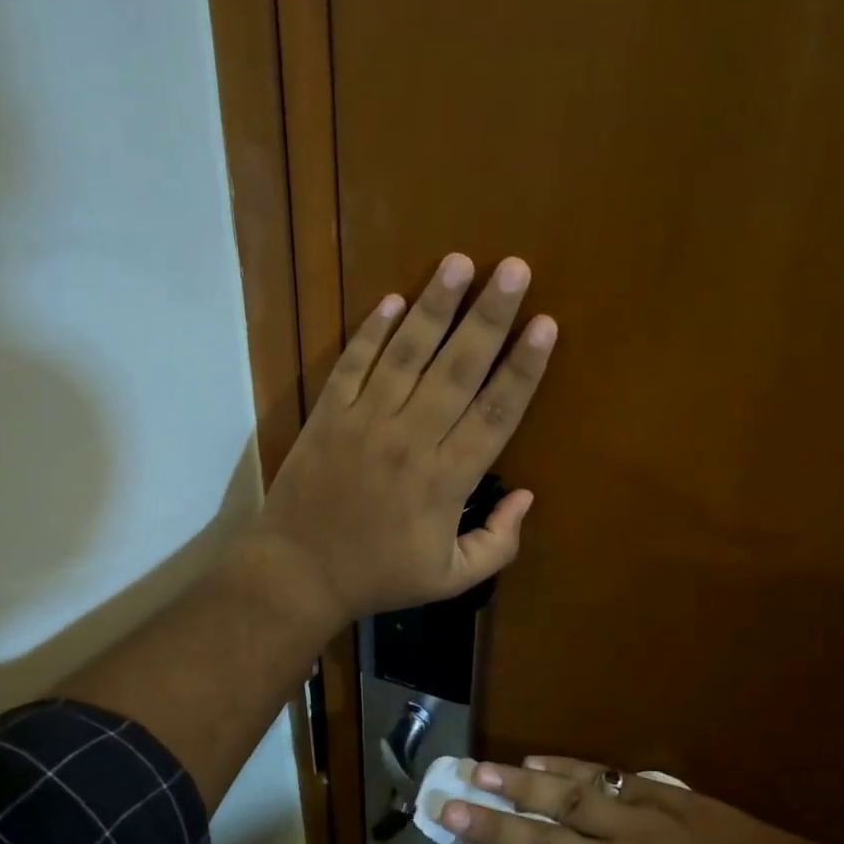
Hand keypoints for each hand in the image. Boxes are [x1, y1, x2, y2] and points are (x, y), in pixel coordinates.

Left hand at [252, 253, 556, 622]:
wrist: (298, 573)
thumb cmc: (378, 576)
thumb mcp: (450, 579)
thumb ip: (498, 543)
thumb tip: (527, 497)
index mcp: (447, 479)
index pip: (495, 412)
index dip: (524, 368)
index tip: (545, 325)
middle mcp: (410, 439)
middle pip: (458, 369)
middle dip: (490, 316)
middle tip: (514, 269)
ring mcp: (365, 422)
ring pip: (406, 354)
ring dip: (435, 307)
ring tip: (459, 263)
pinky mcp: (328, 415)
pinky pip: (353, 365)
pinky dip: (371, 332)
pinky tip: (392, 299)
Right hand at [438, 756, 817, 843]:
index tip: (457, 831)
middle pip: (545, 839)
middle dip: (493, 821)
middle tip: (449, 799)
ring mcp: (641, 822)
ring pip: (569, 799)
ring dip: (521, 785)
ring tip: (479, 771)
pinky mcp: (660, 793)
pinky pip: (605, 777)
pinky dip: (567, 768)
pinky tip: (536, 762)